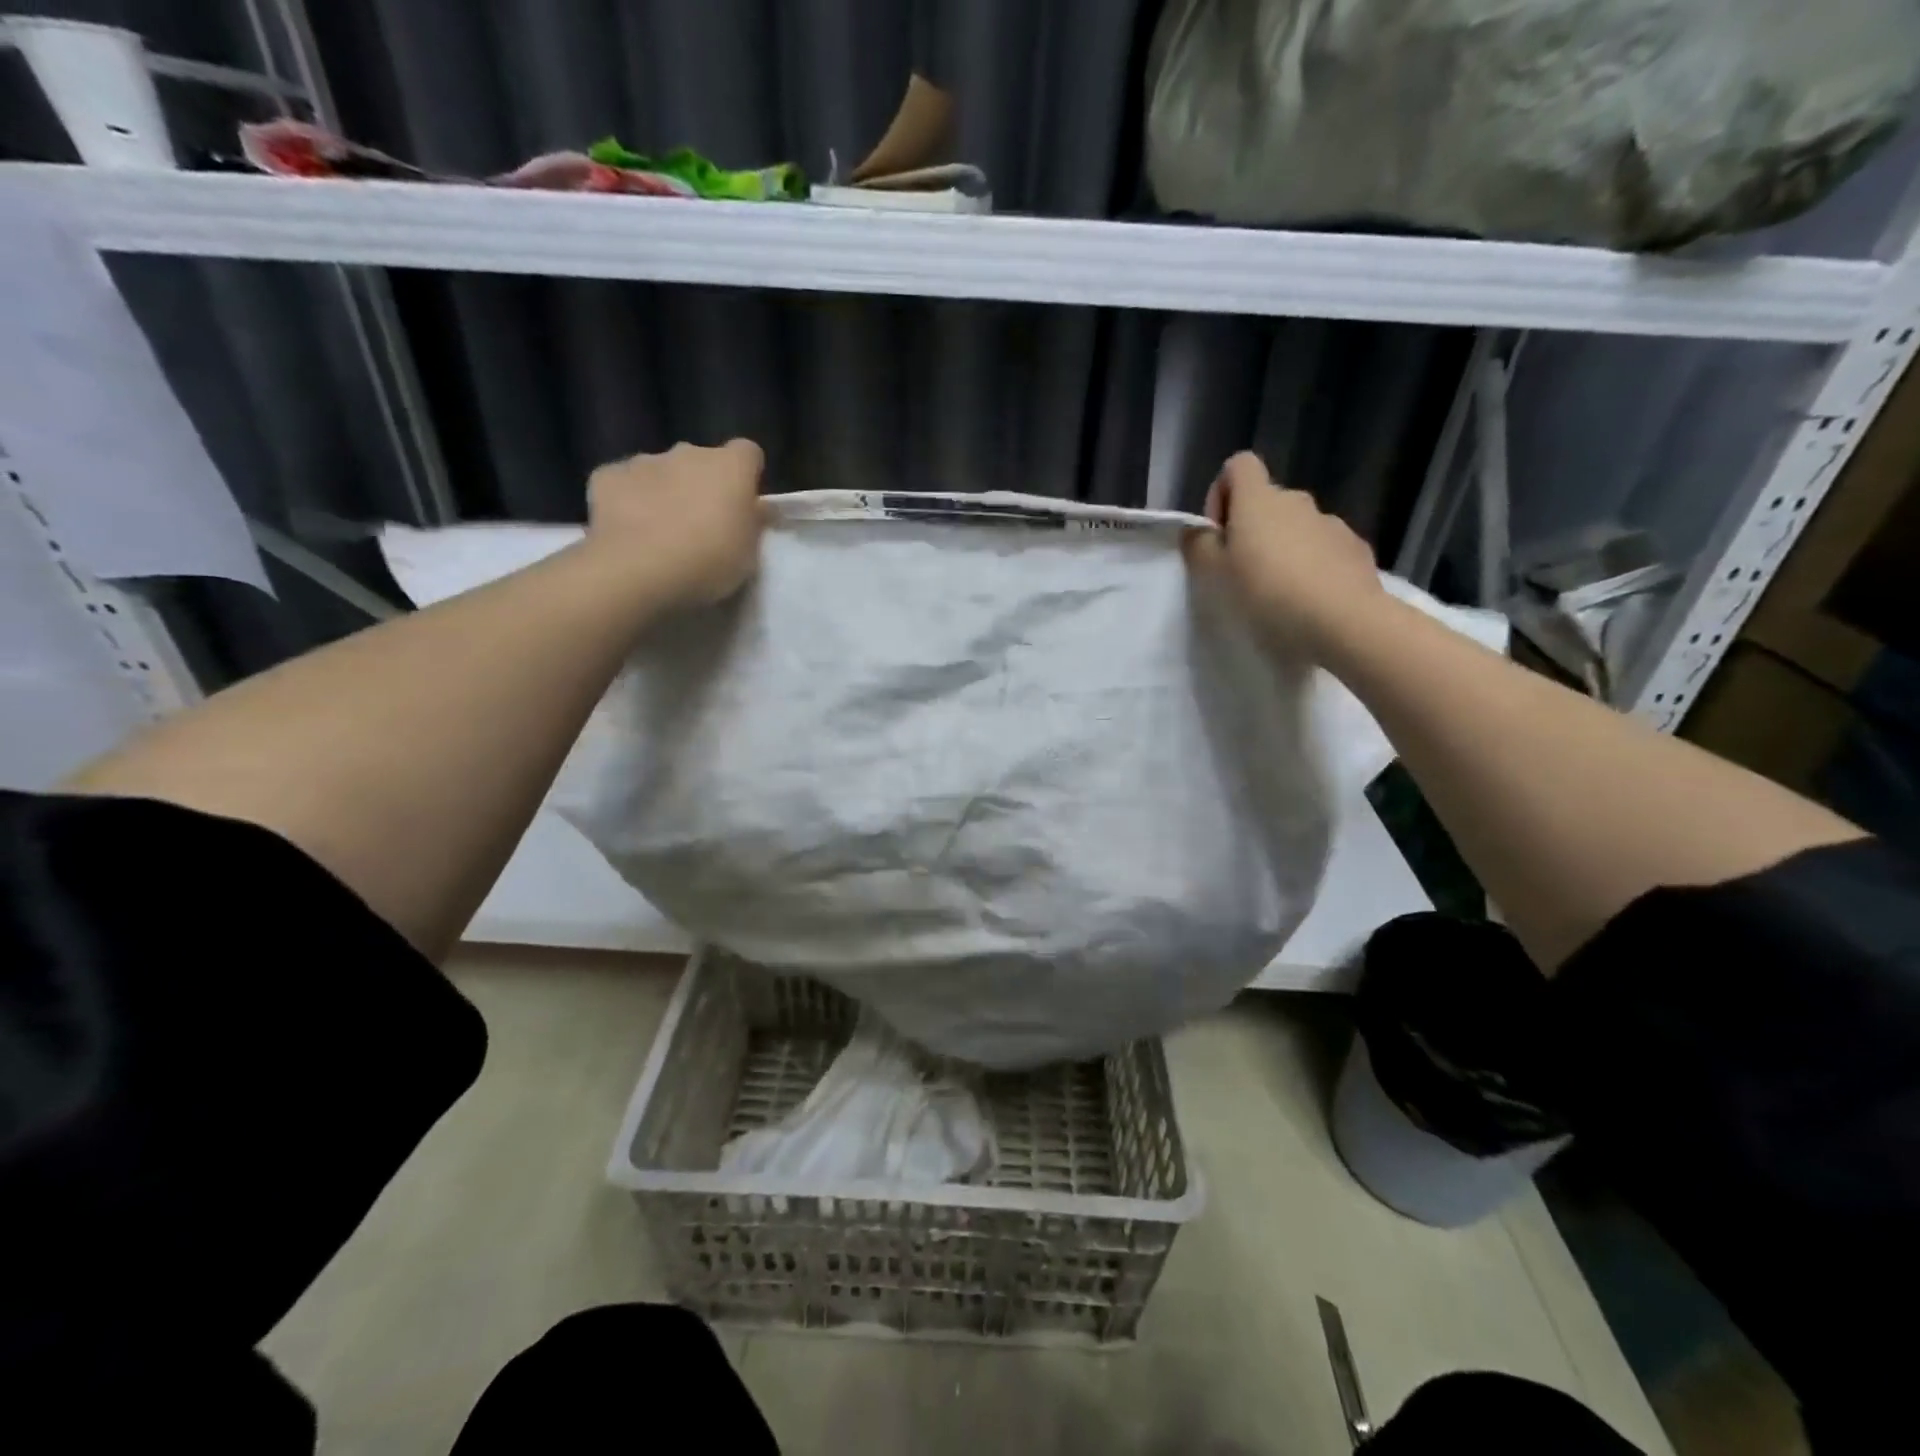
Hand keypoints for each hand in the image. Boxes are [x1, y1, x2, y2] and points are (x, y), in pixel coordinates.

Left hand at [586, 439, 764, 606]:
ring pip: (661, 470)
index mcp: (730, 467)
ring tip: (662, 532)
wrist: (639, 570)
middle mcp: (688, 452)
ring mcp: (644, 461)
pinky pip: (624, 483)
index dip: (747, 475)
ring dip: (666, 491)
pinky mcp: (608, 476)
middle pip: (701, 460)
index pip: (748, 453)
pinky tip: (628, 530)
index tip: (744, 504)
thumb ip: (753, 523)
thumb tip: (757, 508)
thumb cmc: (708, 561)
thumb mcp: (749, 553)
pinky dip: (628, 500)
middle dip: (703, 483)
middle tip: (702, 524)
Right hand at [1184, 451, 1382, 655]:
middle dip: (1252, 529)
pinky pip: (1323, 548)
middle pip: (1267, 501)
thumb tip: (1196, 530)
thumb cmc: (1266, 593)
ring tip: (1277, 593)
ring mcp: (1331, 523)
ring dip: (1283, 549)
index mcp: (1259, 500)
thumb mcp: (1214, 574)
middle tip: (1242, 573)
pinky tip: (1308, 600)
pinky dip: (1312, 565)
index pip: (1239, 465)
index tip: (1219, 534)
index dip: (1222, 493)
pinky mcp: (1355, 548)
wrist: (1343, 621)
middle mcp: (1296, 500)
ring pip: (1297, 526)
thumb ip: (1199, 546)